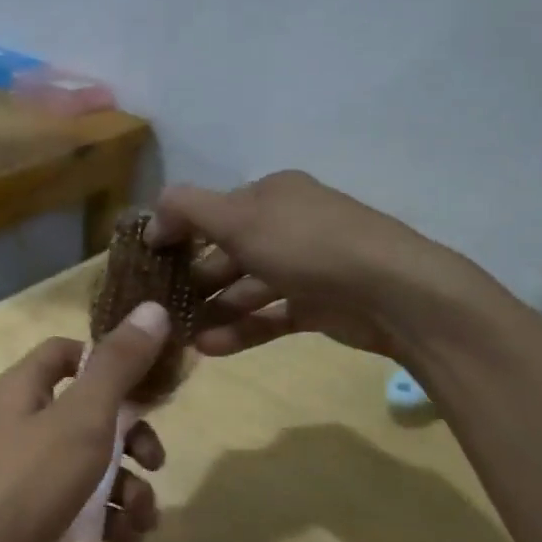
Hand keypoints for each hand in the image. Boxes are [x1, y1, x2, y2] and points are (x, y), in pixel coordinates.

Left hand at [0, 303, 171, 541]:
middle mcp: (20, 425)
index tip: (148, 386)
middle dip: (131, 438)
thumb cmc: (25, 485)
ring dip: (127, 488)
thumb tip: (154, 307)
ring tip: (143, 520)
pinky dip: (108, 520)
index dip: (107, 362)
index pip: (66, 352)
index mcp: (23, 389)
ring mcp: (23, 476)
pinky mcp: (30, 520)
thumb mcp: (81, 420)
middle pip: (88, 413)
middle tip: (156, 462)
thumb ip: (119, 367)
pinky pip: (80, 507)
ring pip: (90, 465)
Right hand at [148, 171, 500, 363]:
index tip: (148, 260)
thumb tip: (153, 217)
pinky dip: (241, 329)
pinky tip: (210, 347)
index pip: (213, 209)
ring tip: (181, 334)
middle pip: (229, 250)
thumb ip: (187, 209)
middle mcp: (288, 224)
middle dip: (194, 276)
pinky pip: (270, 315)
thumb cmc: (306, 244)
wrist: (393, 291)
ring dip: (214, 308)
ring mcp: (306, 266)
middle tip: (162, 304)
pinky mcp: (319, 305)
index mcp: (271, 193)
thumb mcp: (237, 217)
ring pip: (248, 286)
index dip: (179, 231)